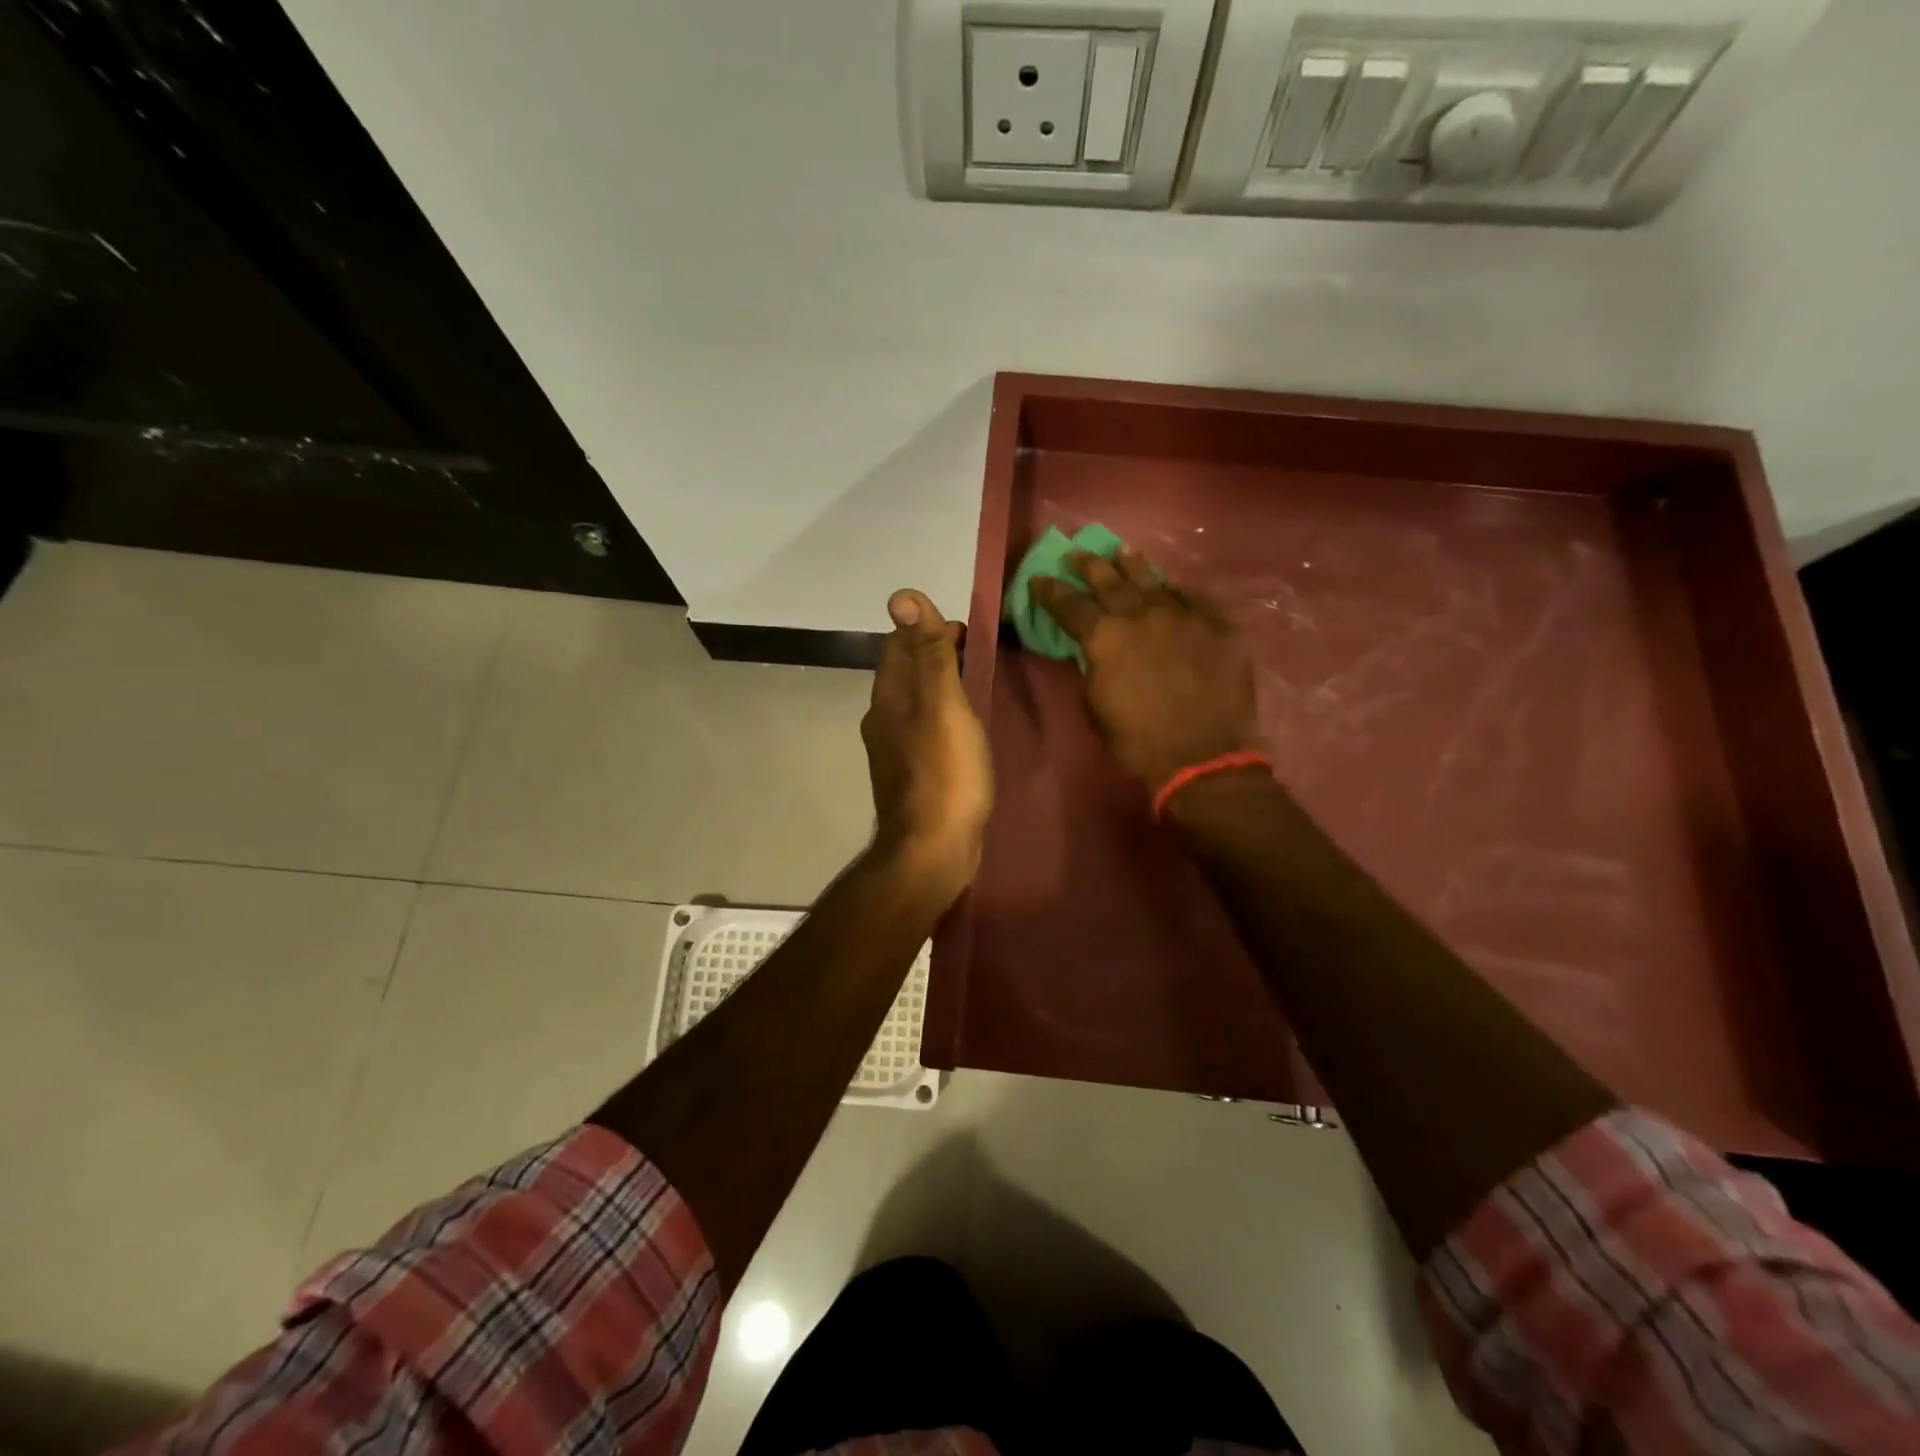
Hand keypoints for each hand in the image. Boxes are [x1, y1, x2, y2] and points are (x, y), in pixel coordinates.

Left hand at [862, 589, 992, 904]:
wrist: (932, 850)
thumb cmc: (944, 773)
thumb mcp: (943, 705)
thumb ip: (928, 653)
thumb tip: (901, 595)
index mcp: (889, 699)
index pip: (898, 647)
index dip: (926, 630)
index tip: (965, 629)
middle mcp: (884, 722)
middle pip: (905, 675)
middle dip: (933, 657)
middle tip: (976, 654)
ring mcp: (896, 754)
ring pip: (915, 706)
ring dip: (939, 689)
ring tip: (974, 686)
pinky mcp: (913, 779)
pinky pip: (926, 734)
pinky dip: (943, 720)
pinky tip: (965, 732)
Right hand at [1032, 551, 1259, 790]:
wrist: (1202, 756)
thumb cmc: (1137, 741)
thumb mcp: (1096, 706)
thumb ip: (1093, 668)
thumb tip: (1095, 653)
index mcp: (1104, 637)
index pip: (1069, 604)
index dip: (1050, 591)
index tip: (1039, 578)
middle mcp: (1141, 614)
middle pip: (1110, 580)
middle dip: (1090, 565)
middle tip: (1078, 554)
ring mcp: (1184, 615)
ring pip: (1153, 579)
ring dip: (1133, 565)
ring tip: (1122, 553)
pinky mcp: (1219, 625)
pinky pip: (1196, 597)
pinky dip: (1179, 591)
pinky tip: (1173, 587)